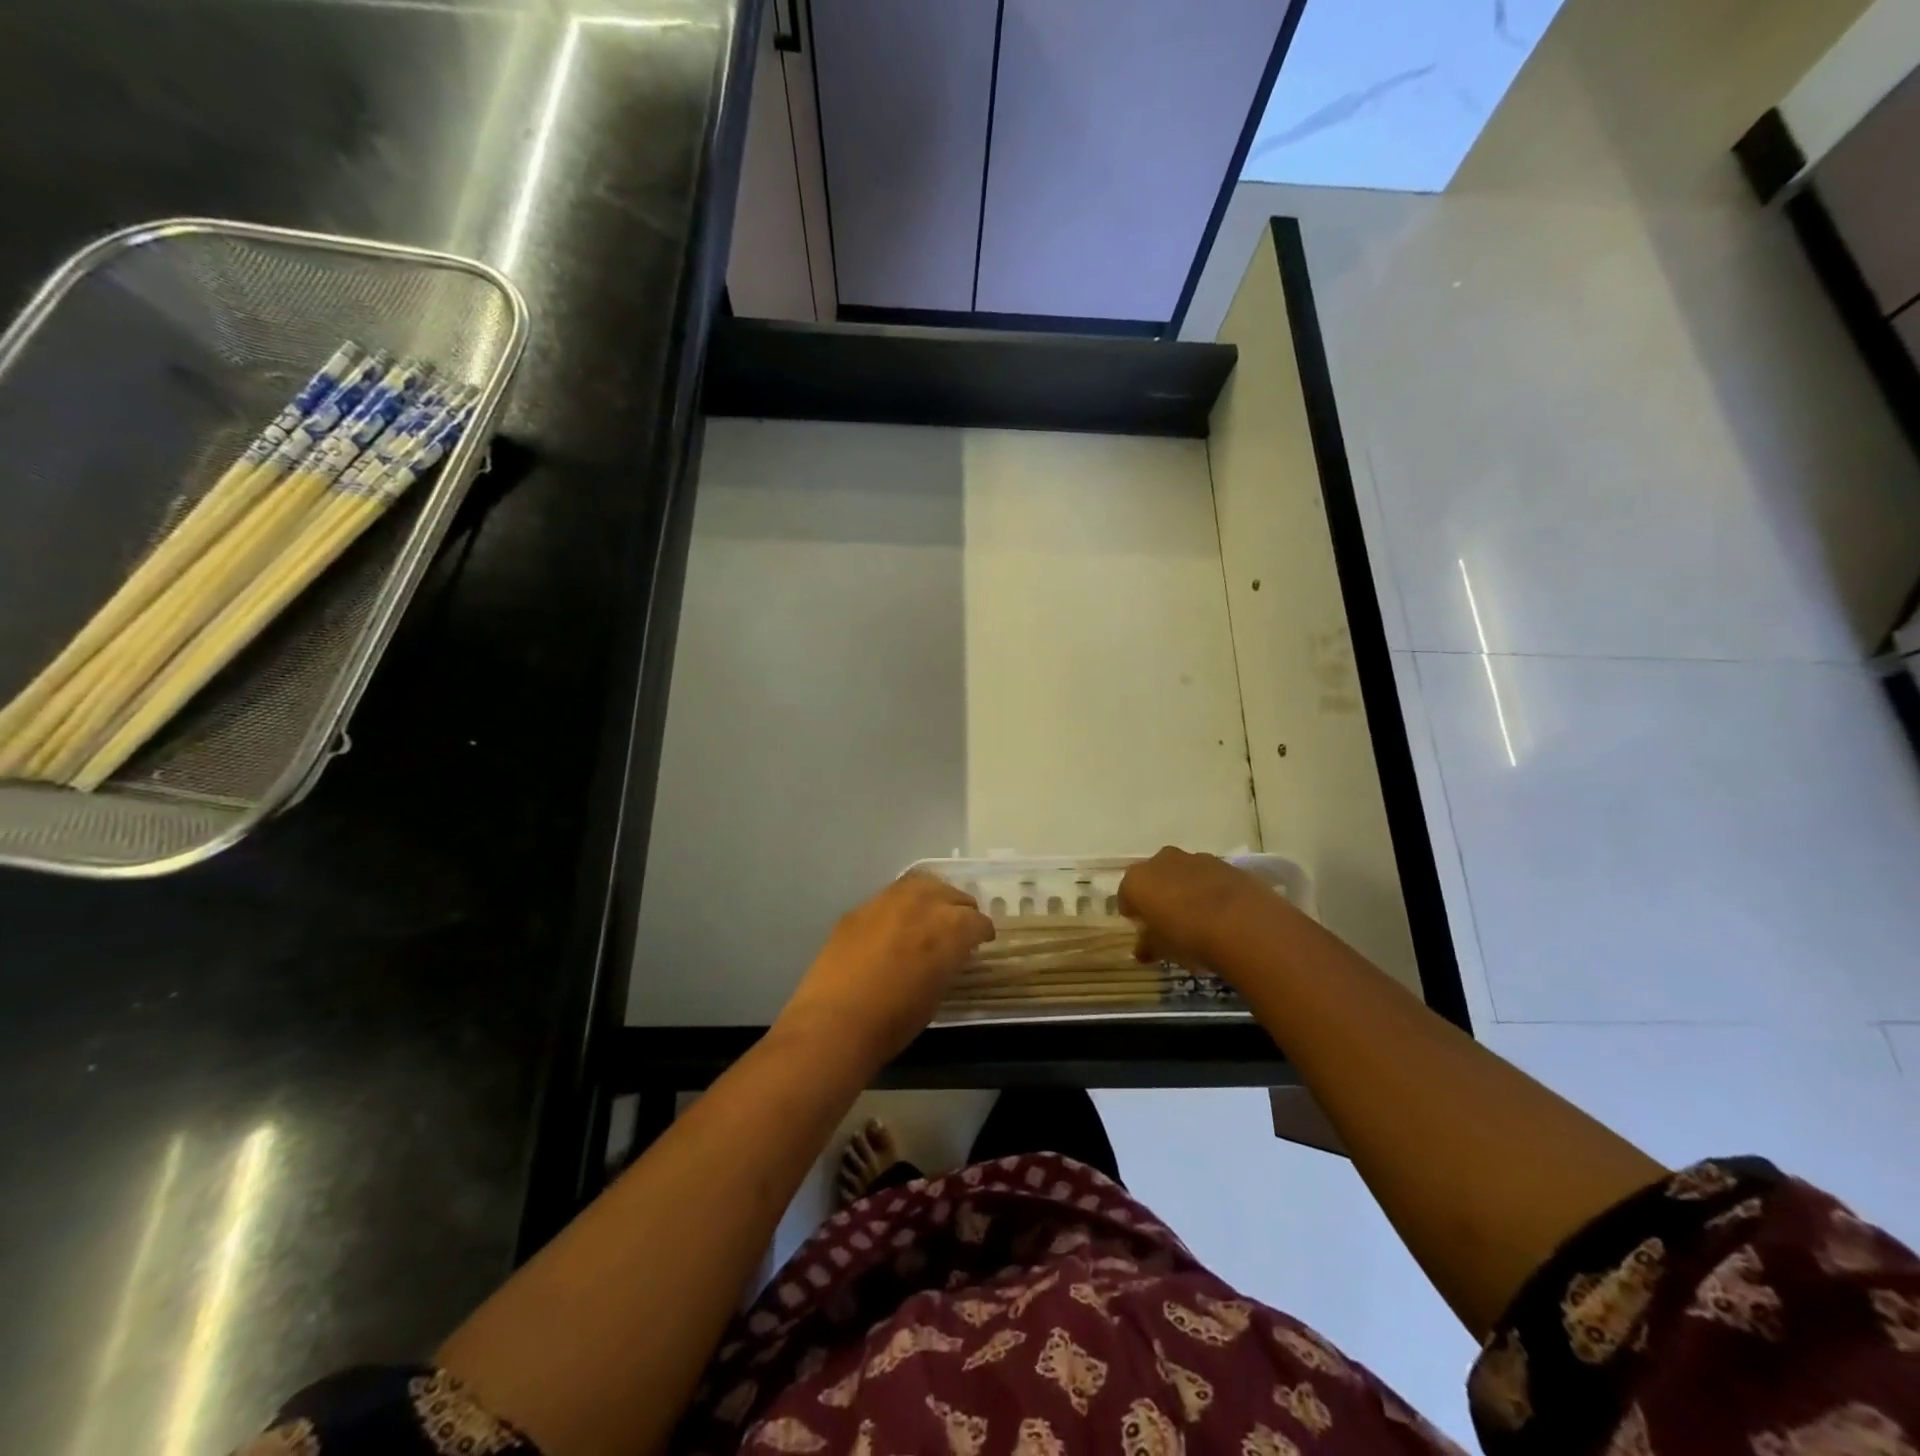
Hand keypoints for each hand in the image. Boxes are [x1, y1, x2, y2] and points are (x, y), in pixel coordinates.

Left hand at [777, 873, 993, 1066]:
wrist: (835, 1021)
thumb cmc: (894, 1021)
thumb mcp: (937, 992)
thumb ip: (948, 961)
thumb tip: (949, 953)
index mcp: (950, 928)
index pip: (977, 921)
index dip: (982, 933)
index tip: (981, 943)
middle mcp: (923, 903)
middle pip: (952, 894)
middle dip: (961, 909)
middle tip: (959, 926)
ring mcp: (888, 900)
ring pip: (921, 884)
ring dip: (932, 896)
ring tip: (930, 914)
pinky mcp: (860, 907)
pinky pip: (890, 896)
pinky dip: (901, 905)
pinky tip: (896, 923)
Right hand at [1118, 847, 1282, 972]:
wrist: (1243, 924)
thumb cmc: (1189, 937)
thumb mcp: (1162, 949)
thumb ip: (1148, 946)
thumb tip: (1142, 950)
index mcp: (1138, 880)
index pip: (1126, 894)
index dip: (1133, 912)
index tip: (1143, 929)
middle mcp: (1162, 861)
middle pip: (1154, 877)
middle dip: (1158, 895)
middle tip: (1168, 920)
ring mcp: (1195, 858)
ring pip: (1182, 873)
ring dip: (1185, 889)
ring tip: (1198, 917)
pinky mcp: (1225, 864)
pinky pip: (1209, 877)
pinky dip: (1210, 890)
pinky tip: (1221, 912)